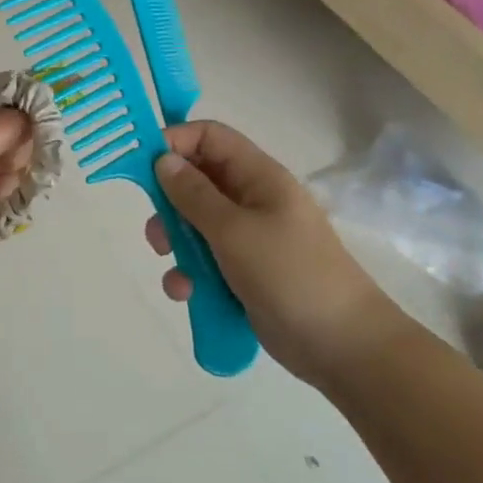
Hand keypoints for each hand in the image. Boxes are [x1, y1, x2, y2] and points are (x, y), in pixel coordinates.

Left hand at [0, 79, 34, 309]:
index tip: (52, 108)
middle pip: (17, 133)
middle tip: (5, 163)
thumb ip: (2, 126)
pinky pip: (16, 205)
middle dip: (23, 145)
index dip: (26, 96)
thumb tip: (39, 113)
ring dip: (14, 182)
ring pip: (20, 170)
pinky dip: (12, 209)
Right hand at [144, 121, 413, 384]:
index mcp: (258, 177)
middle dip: (169, 204)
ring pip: (195, 224)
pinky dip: (190, 274)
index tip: (141, 167)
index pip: (209, 137)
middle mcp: (252, 200)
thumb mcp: (234, 230)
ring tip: (175, 270)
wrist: (341, 344)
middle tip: (157, 232)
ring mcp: (248, 237)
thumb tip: (162, 158)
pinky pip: (204, 260)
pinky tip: (187, 294)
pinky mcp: (243, 271)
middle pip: (196, 181)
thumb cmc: (289, 274)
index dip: (174, 143)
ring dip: (177, 246)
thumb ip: (194, 194)